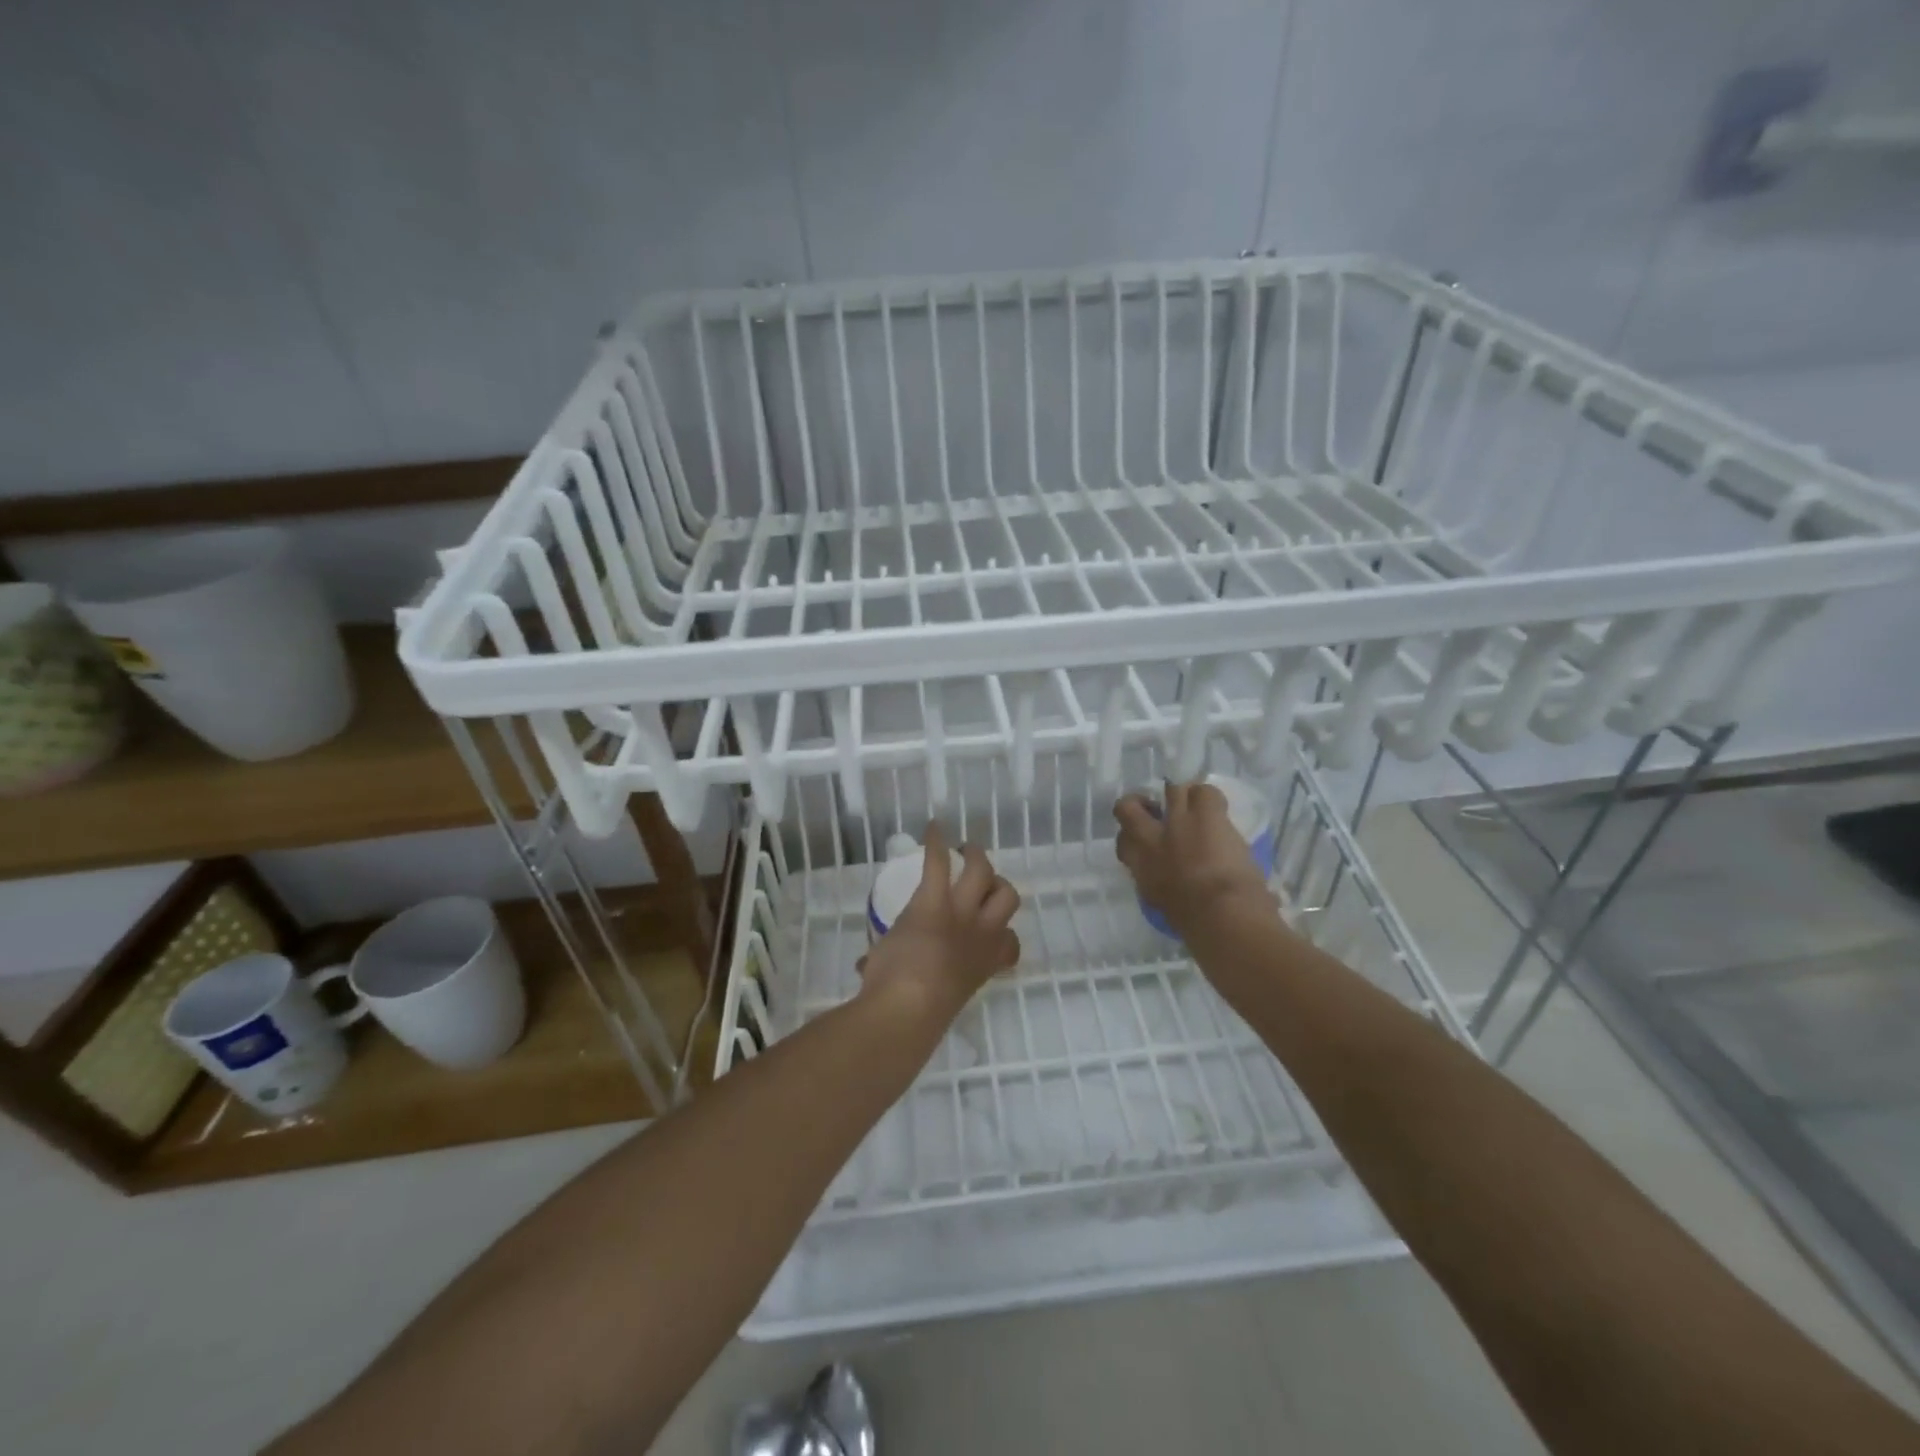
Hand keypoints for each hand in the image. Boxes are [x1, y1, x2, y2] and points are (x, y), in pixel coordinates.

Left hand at [858, 823, 1020, 1023]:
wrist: (908, 1007)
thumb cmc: (917, 1015)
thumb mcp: (923, 999)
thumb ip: (908, 978)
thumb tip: (866, 970)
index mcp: (983, 966)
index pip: (1011, 945)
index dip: (1005, 935)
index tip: (991, 932)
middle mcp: (981, 936)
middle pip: (1008, 897)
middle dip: (997, 886)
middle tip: (979, 881)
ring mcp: (961, 914)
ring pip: (984, 872)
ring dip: (977, 857)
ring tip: (965, 847)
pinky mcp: (933, 900)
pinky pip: (939, 863)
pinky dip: (936, 842)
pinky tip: (933, 827)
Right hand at [1114, 781, 1275, 936]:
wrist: (1222, 915)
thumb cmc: (1195, 924)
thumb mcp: (1163, 905)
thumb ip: (1159, 885)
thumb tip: (1167, 880)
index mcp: (1139, 868)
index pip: (1123, 841)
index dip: (1132, 835)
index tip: (1147, 839)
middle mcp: (1150, 839)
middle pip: (1128, 807)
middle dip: (1141, 804)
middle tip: (1159, 809)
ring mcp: (1177, 821)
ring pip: (1171, 788)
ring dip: (1181, 796)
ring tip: (1195, 806)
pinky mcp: (1206, 814)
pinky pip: (1204, 791)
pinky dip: (1210, 798)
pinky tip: (1218, 811)